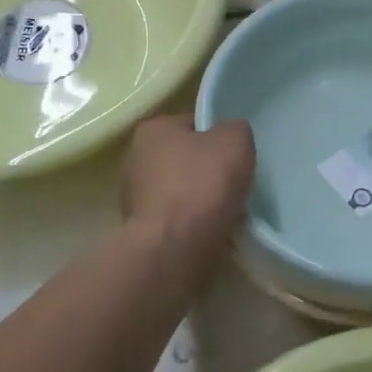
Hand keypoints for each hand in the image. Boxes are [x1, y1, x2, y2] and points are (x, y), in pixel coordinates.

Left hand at [122, 115, 255, 246]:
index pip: (193, 123)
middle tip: (237, 182)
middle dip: (209, 169)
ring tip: (229, 210)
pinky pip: (178, 218)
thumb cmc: (202, 185)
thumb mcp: (235, 141)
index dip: (219, 135)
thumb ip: (235, 129)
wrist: (174, 248)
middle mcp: (136, 158)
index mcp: (152, 129)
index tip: (237, 154)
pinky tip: (214, 230)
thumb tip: (231, 136)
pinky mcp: (142, 229)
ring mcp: (134, 197)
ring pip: (182, 190)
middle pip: (186, 158)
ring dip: (203, 199)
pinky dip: (195, 222)